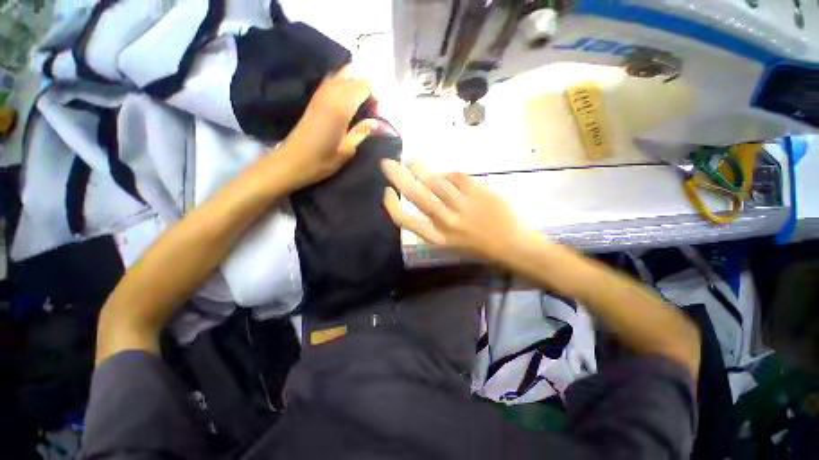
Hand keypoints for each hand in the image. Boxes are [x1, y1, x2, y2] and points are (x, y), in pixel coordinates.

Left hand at [277, 65, 386, 189]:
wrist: (291, 161)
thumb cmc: (321, 160)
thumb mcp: (347, 150)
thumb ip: (362, 132)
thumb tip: (379, 123)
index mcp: (340, 107)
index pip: (364, 84)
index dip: (375, 95)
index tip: (378, 113)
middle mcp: (330, 94)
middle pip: (353, 73)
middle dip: (366, 86)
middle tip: (371, 108)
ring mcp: (320, 94)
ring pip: (341, 74)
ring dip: (355, 84)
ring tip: (361, 106)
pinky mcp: (314, 99)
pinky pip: (332, 81)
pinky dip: (344, 85)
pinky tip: (347, 103)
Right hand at [381, 159, 542, 263]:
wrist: (512, 244)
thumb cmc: (479, 246)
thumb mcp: (450, 241)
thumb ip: (434, 221)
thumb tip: (423, 191)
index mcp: (438, 238)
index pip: (406, 221)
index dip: (392, 205)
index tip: (386, 191)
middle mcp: (447, 222)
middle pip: (417, 195)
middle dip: (398, 177)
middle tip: (387, 163)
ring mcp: (463, 206)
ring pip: (435, 182)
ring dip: (419, 168)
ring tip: (411, 160)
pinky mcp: (478, 192)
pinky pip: (457, 177)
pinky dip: (448, 174)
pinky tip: (446, 174)